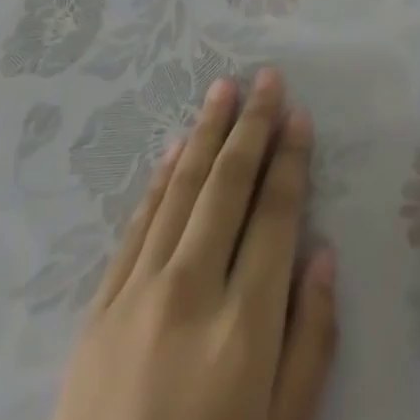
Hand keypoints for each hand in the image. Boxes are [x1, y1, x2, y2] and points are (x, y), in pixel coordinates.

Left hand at [51, 69, 338, 419]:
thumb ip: (312, 341)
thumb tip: (322, 254)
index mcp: (245, 325)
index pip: (275, 214)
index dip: (290, 159)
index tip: (299, 116)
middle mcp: (191, 293)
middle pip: (228, 185)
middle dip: (251, 125)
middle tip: (266, 78)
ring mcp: (137, 297)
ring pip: (181, 191)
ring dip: (205, 134)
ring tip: (223, 89)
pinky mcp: (97, 314)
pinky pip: (136, 227)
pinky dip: (160, 182)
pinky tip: (176, 151)